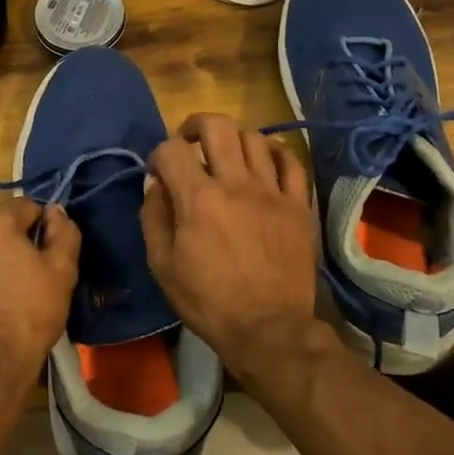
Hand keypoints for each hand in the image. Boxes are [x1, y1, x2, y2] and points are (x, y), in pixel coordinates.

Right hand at [142, 114, 321, 385]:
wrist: (268, 329)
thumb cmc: (208, 301)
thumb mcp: (162, 265)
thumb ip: (154, 217)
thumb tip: (157, 185)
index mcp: (198, 199)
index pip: (172, 149)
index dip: (159, 153)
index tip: (159, 171)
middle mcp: (236, 184)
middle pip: (218, 126)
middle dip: (196, 125)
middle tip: (190, 141)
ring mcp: (273, 192)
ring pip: (255, 138)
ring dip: (234, 139)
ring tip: (227, 155)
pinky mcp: (299, 205)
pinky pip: (291, 162)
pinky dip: (275, 153)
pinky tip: (264, 161)